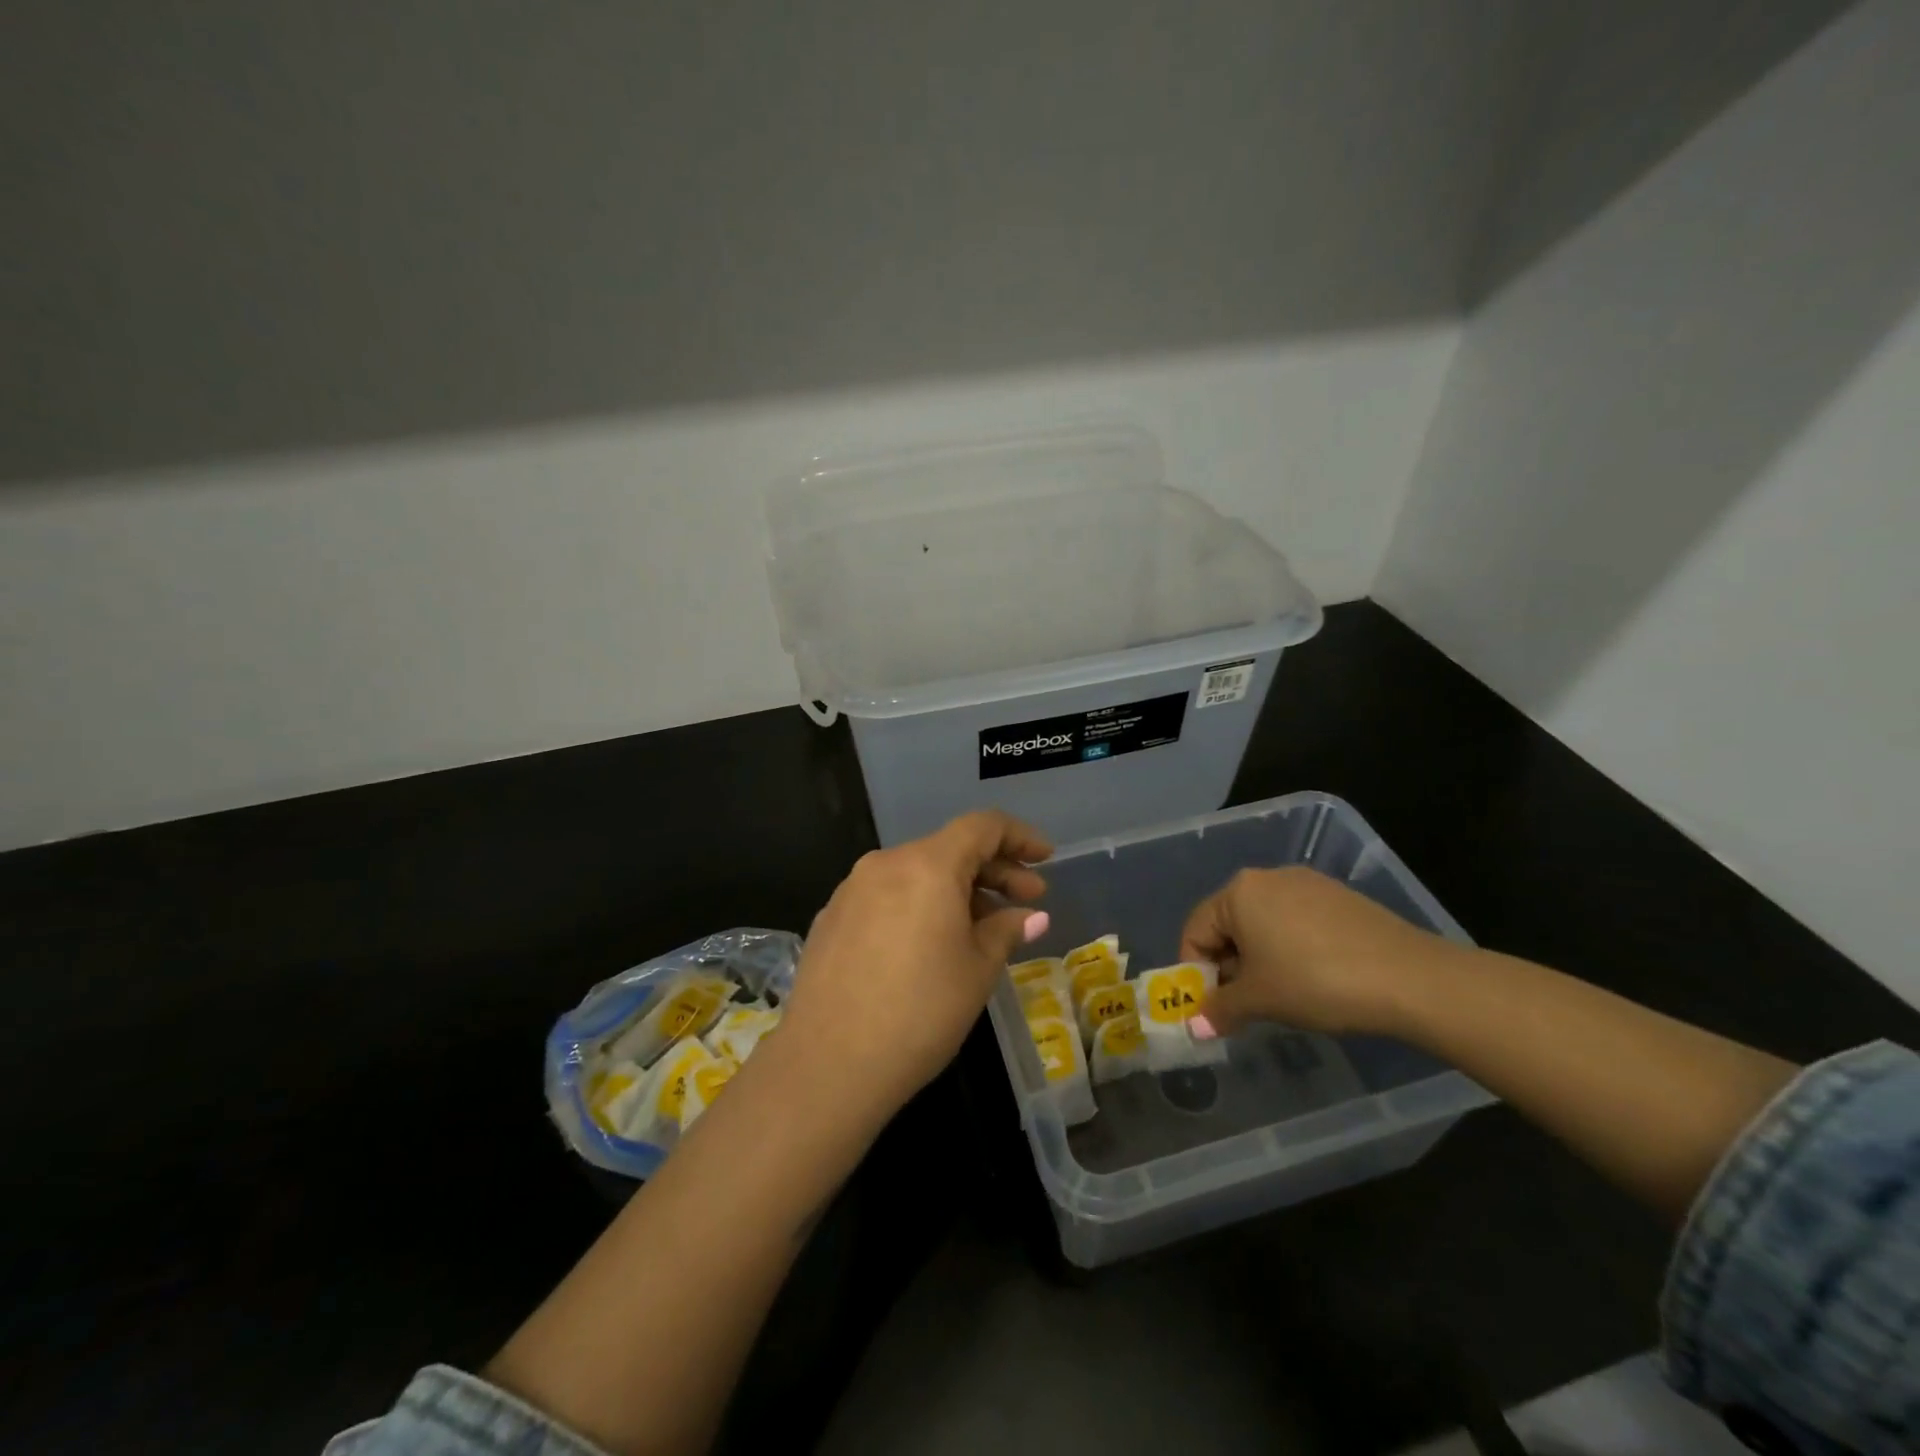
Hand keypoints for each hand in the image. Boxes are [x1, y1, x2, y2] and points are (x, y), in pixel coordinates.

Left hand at [780, 811, 1052, 1120]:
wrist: (827, 1063)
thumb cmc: (920, 1012)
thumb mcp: (977, 971)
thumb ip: (1006, 931)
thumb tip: (1030, 916)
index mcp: (927, 865)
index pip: (982, 826)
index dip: (1020, 836)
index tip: (1046, 858)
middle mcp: (886, 863)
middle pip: (949, 848)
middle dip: (993, 869)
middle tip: (1027, 899)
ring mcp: (852, 889)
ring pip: (917, 873)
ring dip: (957, 890)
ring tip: (983, 927)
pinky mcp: (832, 918)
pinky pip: (888, 896)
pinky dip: (920, 905)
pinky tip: (931, 943)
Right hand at [1179, 866, 1462, 1037]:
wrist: (1409, 978)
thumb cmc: (1315, 982)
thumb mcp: (1260, 1000)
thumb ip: (1220, 1009)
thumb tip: (1196, 1026)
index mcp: (1238, 892)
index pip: (1195, 931)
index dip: (1195, 973)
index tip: (1212, 1008)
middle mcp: (1267, 877)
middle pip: (1229, 925)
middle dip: (1229, 967)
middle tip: (1245, 1007)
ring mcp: (1307, 883)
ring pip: (1264, 924)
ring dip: (1260, 960)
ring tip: (1282, 996)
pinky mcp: (1338, 897)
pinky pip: (1296, 922)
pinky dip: (1291, 950)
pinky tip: (1315, 979)